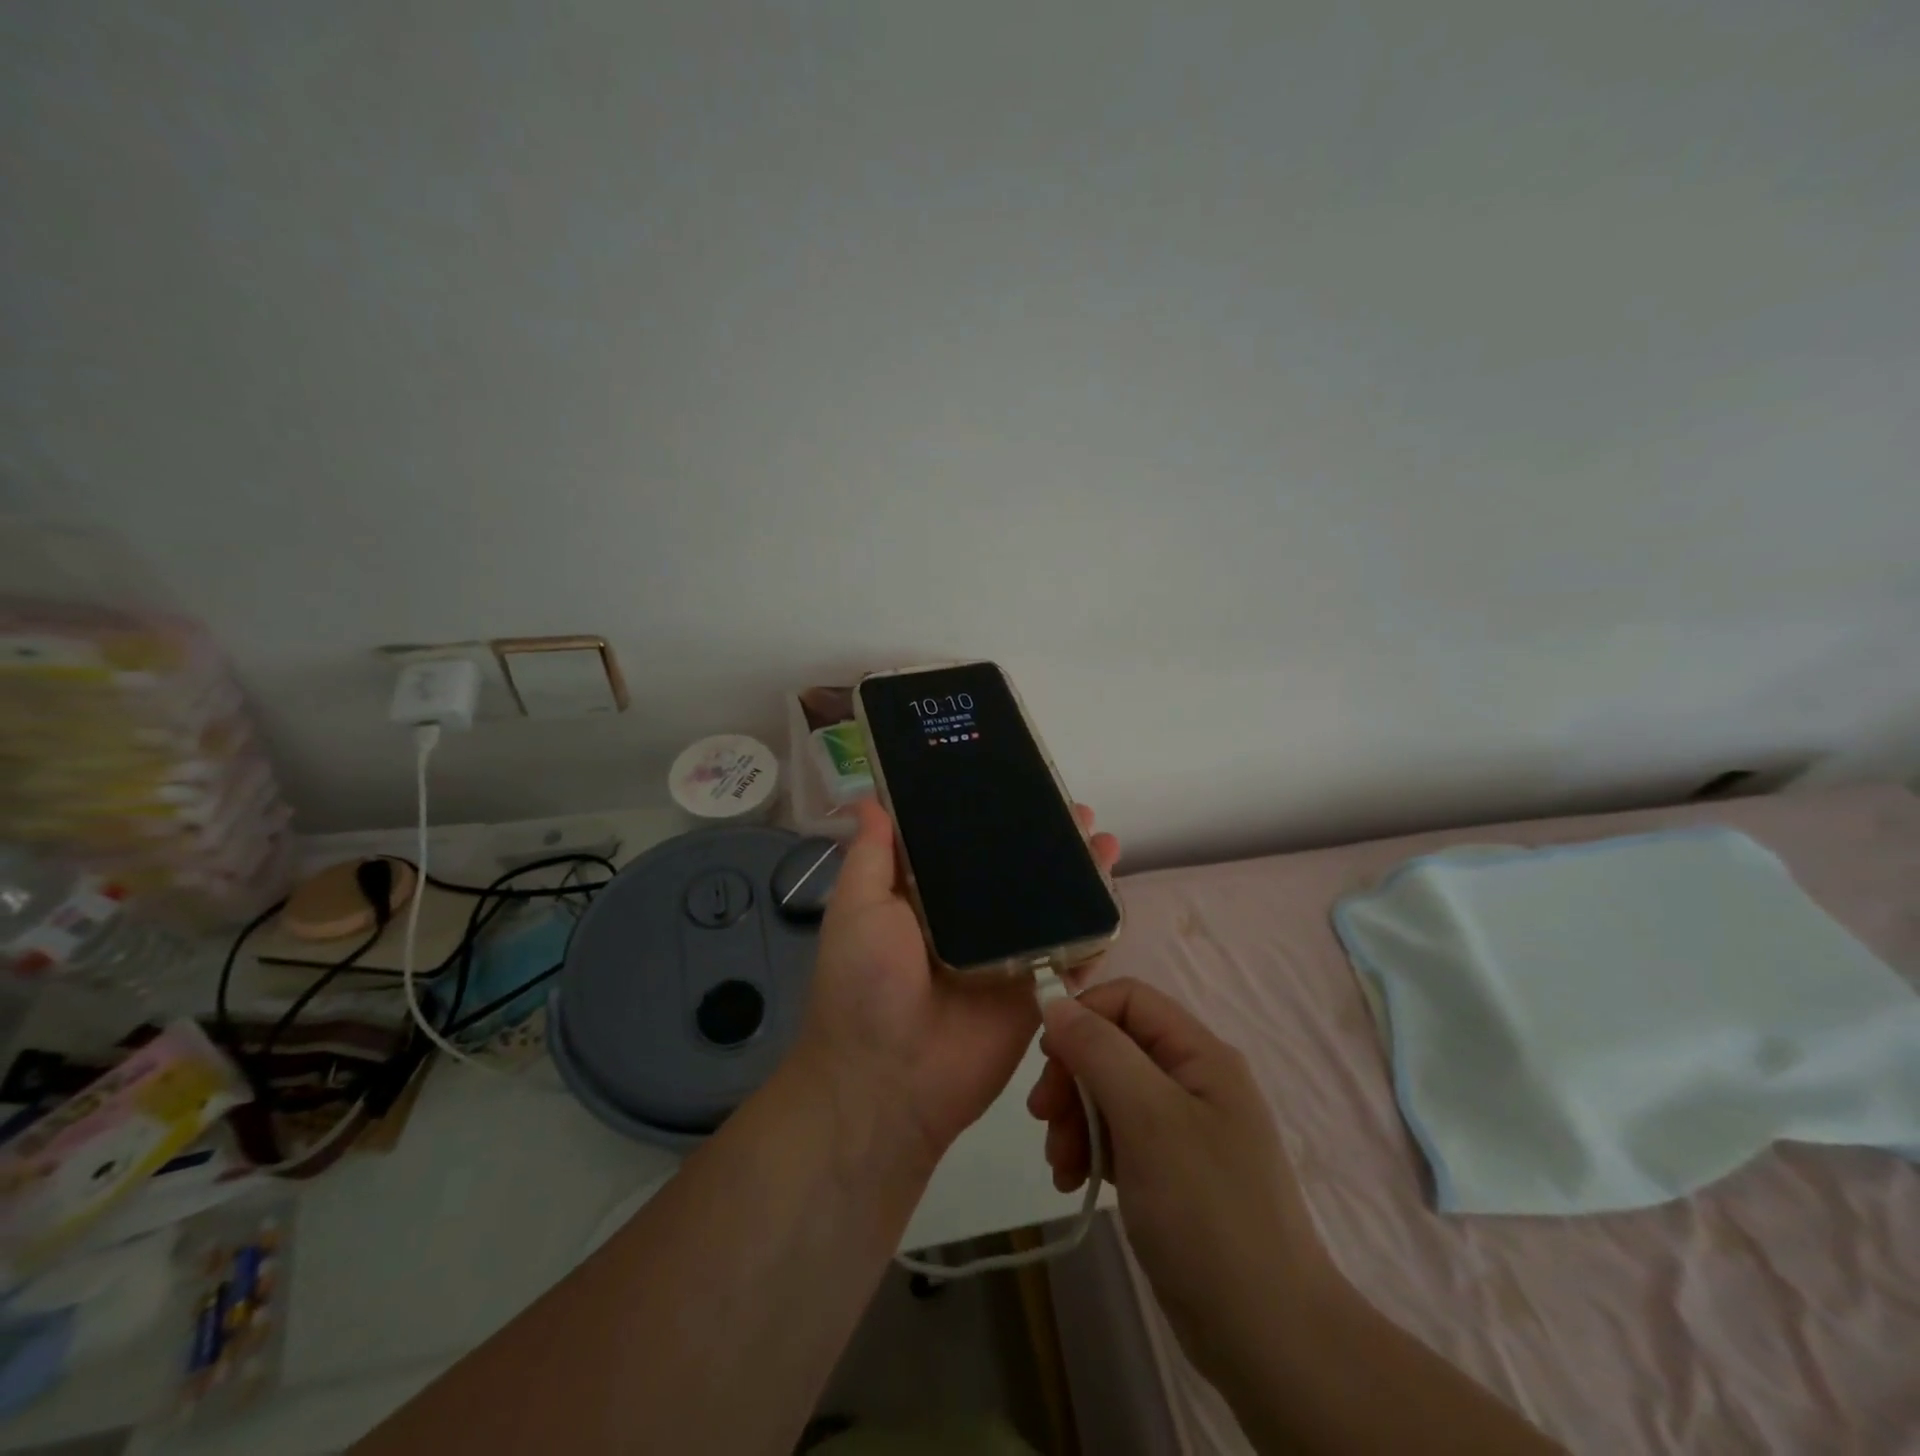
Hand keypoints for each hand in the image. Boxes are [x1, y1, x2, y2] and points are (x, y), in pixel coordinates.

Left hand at [796, 798, 1120, 1176]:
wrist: (888, 1083)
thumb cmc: (864, 986)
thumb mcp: (857, 909)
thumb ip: (871, 856)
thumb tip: (868, 800)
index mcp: (926, 898)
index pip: (965, 845)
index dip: (992, 815)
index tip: (1019, 785)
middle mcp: (969, 921)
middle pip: (1015, 871)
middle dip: (1046, 840)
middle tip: (1077, 810)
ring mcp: (1006, 955)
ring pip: (1049, 905)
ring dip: (1077, 874)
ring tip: (1102, 839)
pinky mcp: (1034, 990)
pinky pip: (1070, 953)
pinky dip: (1094, 927)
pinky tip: (1114, 895)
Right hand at [1028, 979, 1331, 1365]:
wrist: (1268, 1339)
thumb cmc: (1207, 1212)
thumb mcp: (1148, 1119)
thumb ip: (1100, 1051)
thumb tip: (1055, 1002)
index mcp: (1199, 1054)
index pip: (1129, 999)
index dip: (1083, 1015)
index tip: (1047, 1058)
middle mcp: (1192, 1081)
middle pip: (1114, 1046)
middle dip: (1072, 1076)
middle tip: (1043, 1118)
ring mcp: (1183, 1129)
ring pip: (1109, 1093)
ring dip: (1075, 1119)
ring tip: (1059, 1165)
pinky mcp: (1171, 1171)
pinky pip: (1118, 1137)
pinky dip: (1090, 1151)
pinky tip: (1073, 1182)